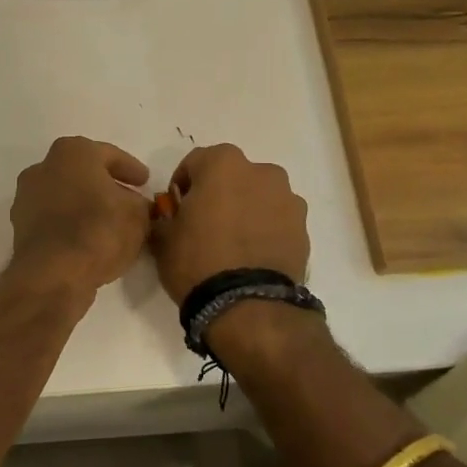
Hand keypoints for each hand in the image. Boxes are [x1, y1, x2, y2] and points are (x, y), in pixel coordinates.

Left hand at [8, 137, 151, 295]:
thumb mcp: (137, 215)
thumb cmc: (99, 230)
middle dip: (105, 186)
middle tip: (128, 200)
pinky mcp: (20, 227)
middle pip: (82, 174)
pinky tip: (88, 240)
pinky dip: (70, 225)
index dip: (131, 169)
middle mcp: (43, 168)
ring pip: (65, 196)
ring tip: (110, 224)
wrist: (53, 274)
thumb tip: (135, 206)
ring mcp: (26, 198)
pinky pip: (54, 219)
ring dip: (86, 206)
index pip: (109, 155)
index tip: (145, 182)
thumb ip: (140, 204)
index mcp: (72, 152)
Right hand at [150, 144, 309, 303]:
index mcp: (223, 164)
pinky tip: (252, 255)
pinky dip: (266, 229)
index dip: (182, 184)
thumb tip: (169, 215)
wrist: (247, 305)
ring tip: (233, 243)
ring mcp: (288, 199)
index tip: (176, 208)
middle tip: (206, 224)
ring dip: (246, 209)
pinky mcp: (304, 227)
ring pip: (259, 196)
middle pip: (233, 175)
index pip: (195, 162)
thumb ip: (164, 216)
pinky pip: (277, 220)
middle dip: (219, 193)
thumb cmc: (197, 261)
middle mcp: (261, 172)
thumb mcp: (163, 238)